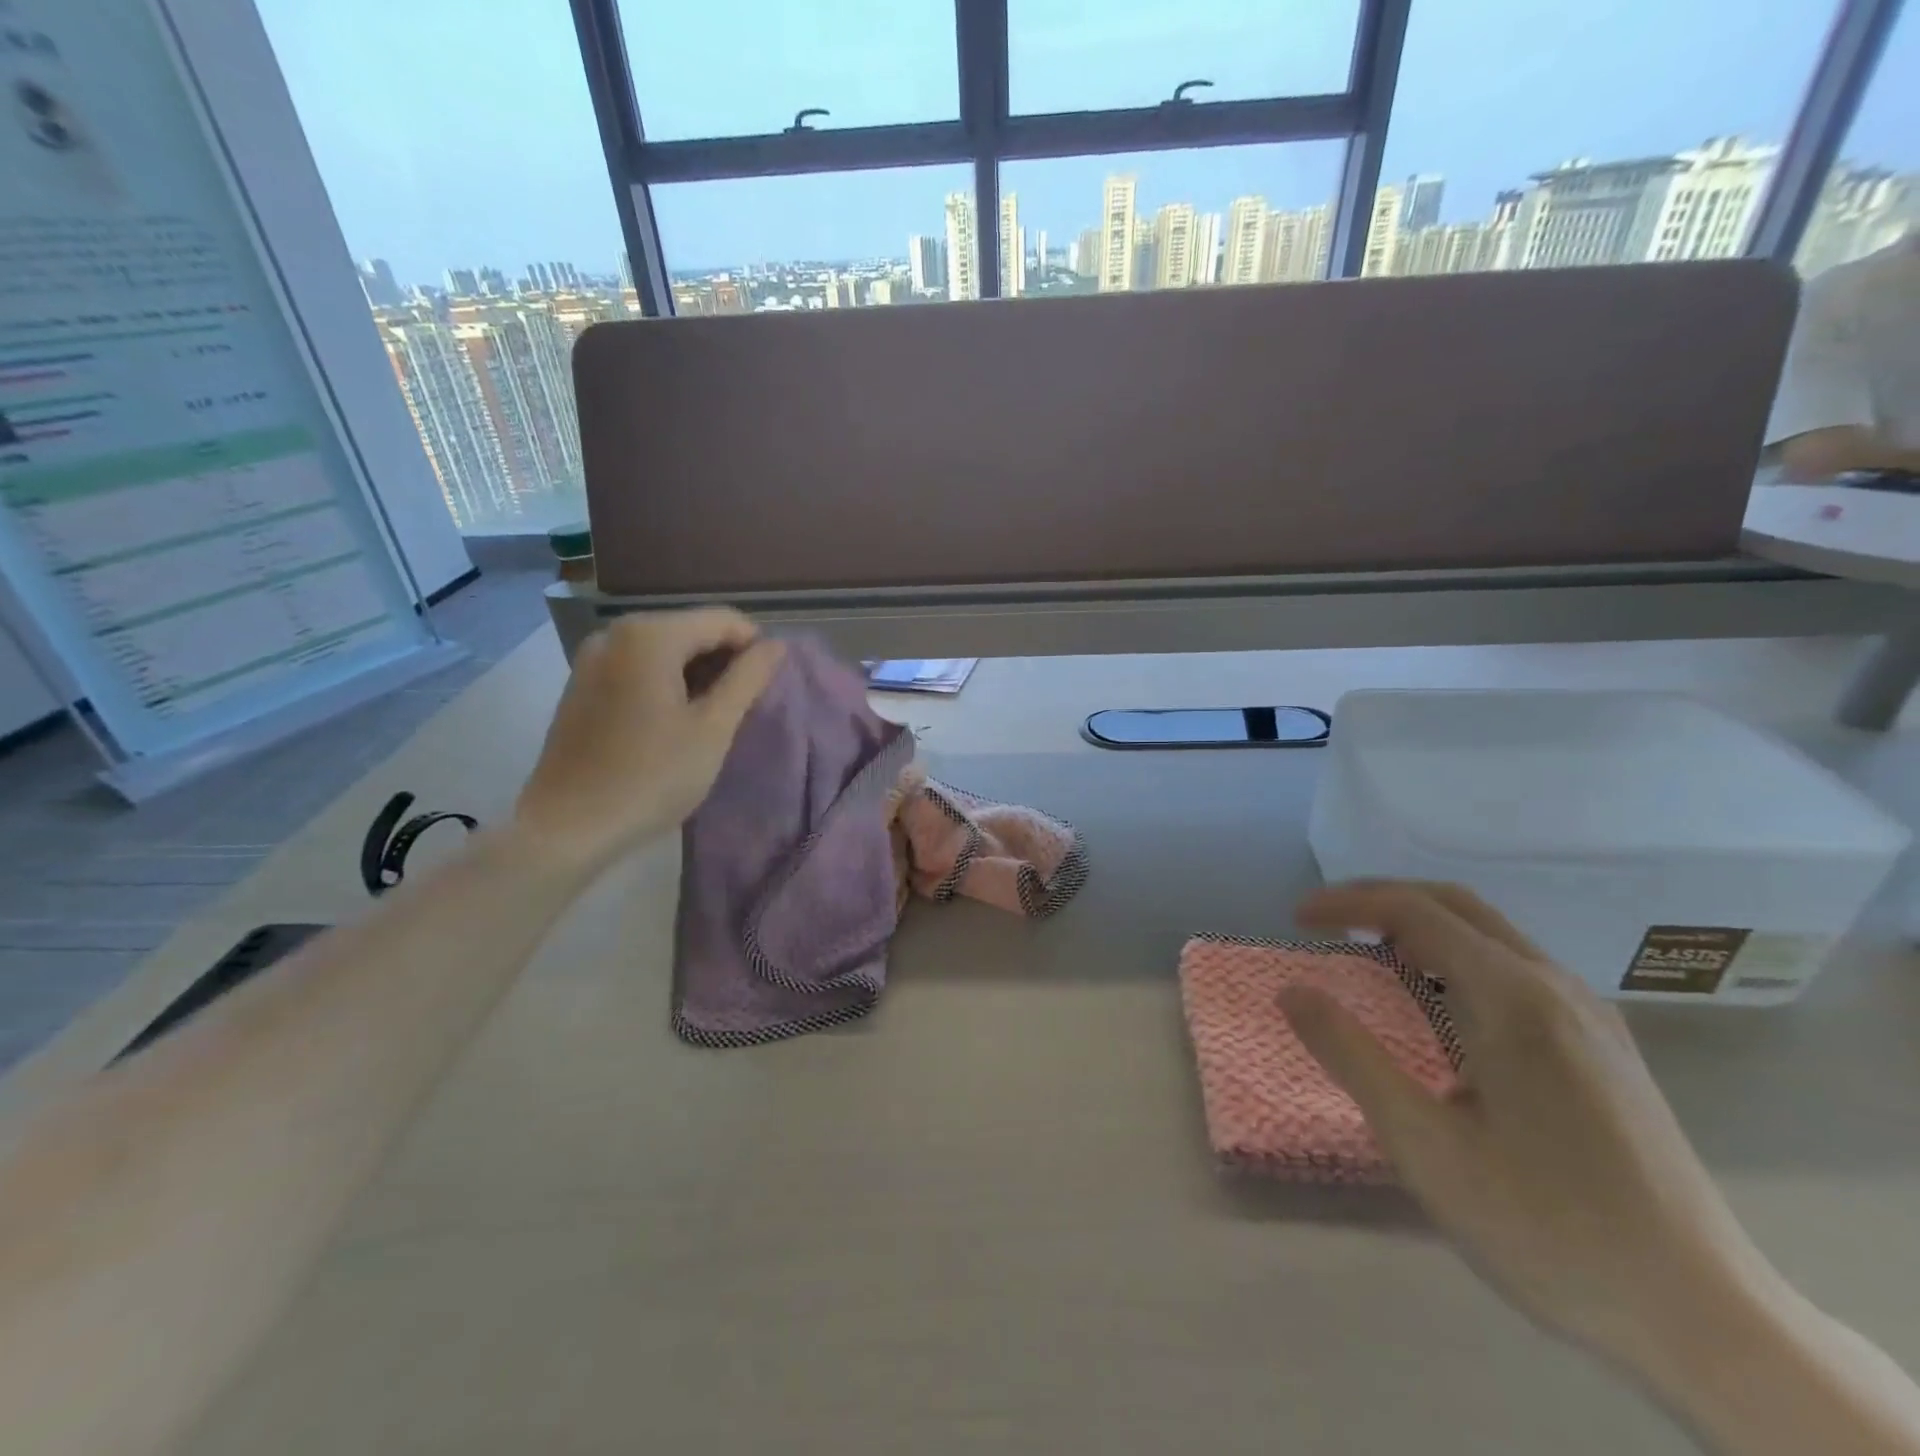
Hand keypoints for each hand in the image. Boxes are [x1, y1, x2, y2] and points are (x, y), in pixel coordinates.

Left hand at [515, 609, 783, 869]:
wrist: (568, 827)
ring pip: (666, 650)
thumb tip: (776, 646)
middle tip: (740, 710)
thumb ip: (748, 679)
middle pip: (692, 630)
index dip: (755, 649)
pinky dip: (666, 683)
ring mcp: (593, 656)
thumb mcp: (713, 728)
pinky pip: (639, 666)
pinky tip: (673, 723)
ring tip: (710, 720)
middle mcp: (616, 632)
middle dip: (724, 662)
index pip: (723, 620)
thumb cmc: (651, 776)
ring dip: (697, 675)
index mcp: (650, 635)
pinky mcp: (582, 683)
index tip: (766, 690)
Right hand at [1284, 880, 1771, 1363]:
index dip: (1347, 903)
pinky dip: (1457, 955)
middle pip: (1455, 904)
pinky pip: (1516, 967)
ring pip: (1491, 933)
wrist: (1708, 1321)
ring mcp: (1590, 1015)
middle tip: (1325, 922)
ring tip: (1367, 952)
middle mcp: (1556, 987)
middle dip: (1381, 899)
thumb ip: (1351, 1056)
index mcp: (1513, 998)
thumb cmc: (1548, 1230)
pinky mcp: (1606, 1046)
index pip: (1414, 910)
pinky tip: (1439, 1000)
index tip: (1296, 920)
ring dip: (1421, 924)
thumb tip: (1291, 991)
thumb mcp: (1425, 1146)